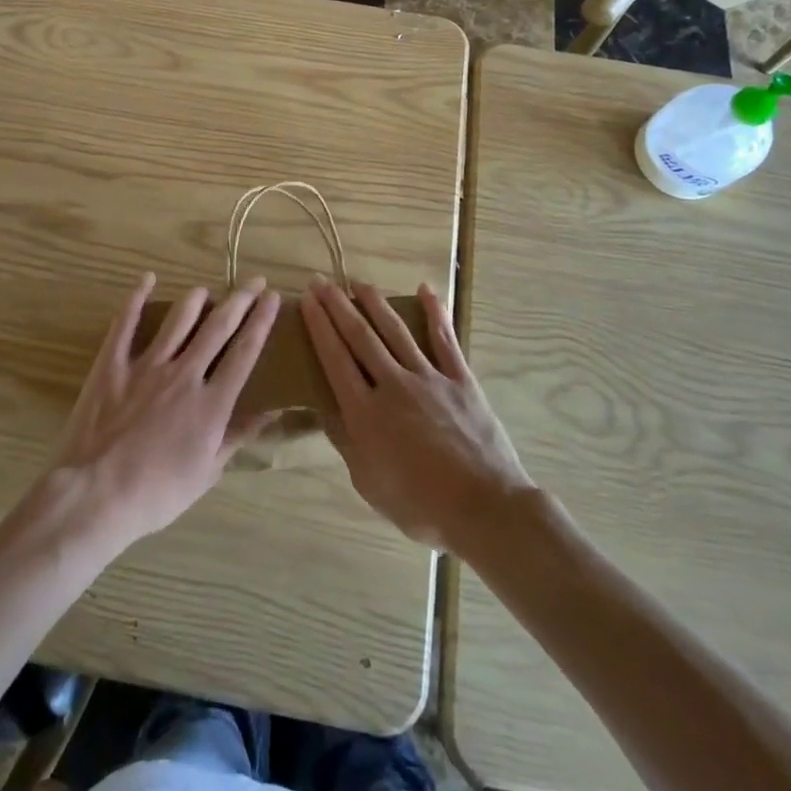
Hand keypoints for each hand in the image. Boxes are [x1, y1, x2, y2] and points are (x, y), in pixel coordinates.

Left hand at [41, 273, 280, 552]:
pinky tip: (146, 279)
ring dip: (195, 299)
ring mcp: (147, 366)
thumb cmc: (156, 494)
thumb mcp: (206, 473)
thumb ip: (236, 437)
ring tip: (206, 289)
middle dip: (240, 300)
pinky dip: (136, 298)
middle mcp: (184, 374)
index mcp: (211, 403)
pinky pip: (126, 323)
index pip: (245, 352)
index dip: (261, 321)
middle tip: (254, 280)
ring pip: (178, 319)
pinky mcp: (112, 364)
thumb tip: (270, 411)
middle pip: (218, 327)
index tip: (272, 298)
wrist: (95, 496)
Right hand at [303, 279, 532, 554]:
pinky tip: (426, 290)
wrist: (484, 508)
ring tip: (360, 283)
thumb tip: (323, 407)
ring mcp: (429, 378)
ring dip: (376, 304)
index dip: (320, 327)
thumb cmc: (420, 505)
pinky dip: (435, 313)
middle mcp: (393, 385)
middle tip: (322, 282)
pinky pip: (445, 340)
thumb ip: (345, 441)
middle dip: (338, 307)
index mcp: (366, 413)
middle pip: (361, 337)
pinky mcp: (460, 380)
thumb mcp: (368, 482)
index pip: (335, 359)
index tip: (307, 300)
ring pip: (396, 331)